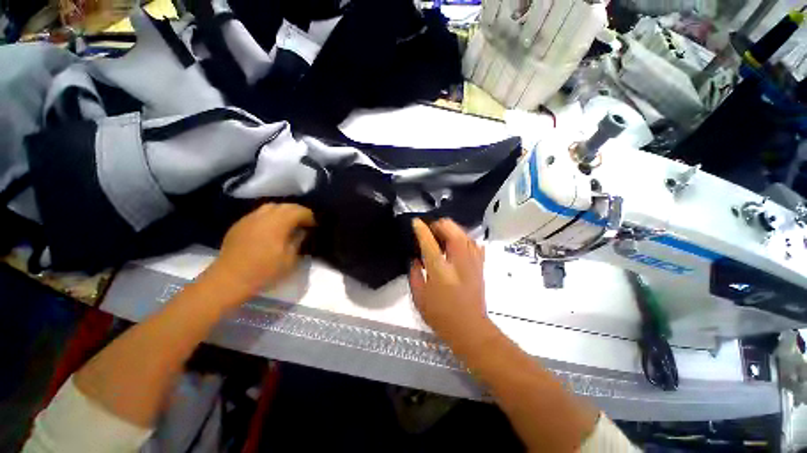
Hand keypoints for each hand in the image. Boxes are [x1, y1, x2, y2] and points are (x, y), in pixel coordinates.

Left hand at [208, 203, 314, 297]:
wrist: (230, 278)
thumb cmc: (264, 270)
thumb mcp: (290, 259)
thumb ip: (298, 240)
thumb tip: (302, 231)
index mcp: (278, 223)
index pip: (299, 211)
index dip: (310, 217)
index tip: (315, 226)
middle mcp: (264, 215)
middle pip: (286, 206)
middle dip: (298, 212)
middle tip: (304, 223)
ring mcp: (250, 218)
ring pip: (271, 206)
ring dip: (284, 212)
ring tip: (288, 224)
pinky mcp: (240, 224)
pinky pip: (259, 213)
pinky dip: (270, 216)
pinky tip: (270, 228)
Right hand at [409, 218, 487, 341]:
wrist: (470, 328)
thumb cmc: (441, 315)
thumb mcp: (419, 297)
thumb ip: (414, 274)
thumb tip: (415, 259)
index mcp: (440, 270)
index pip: (429, 242)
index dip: (421, 229)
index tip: (416, 222)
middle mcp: (458, 261)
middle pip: (452, 230)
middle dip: (439, 224)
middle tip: (430, 230)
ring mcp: (472, 262)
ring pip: (464, 233)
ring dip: (452, 229)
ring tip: (441, 235)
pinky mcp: (480, 265)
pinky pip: (473, 243)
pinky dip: (464, 238)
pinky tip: (456, 244)